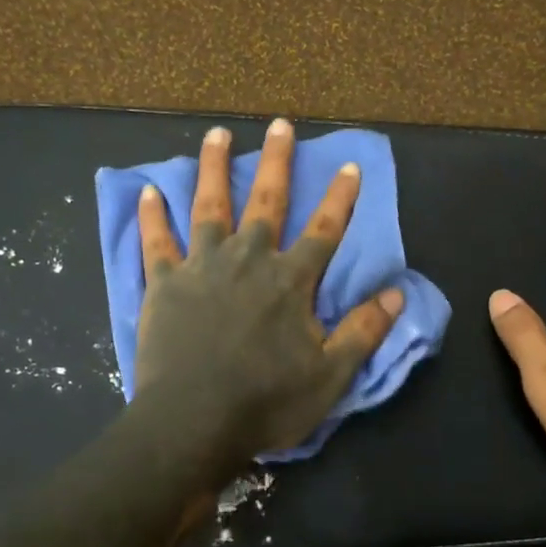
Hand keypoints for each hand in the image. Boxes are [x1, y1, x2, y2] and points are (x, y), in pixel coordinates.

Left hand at [134, 118, 404, 467]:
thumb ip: (364, 331)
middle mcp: (248, 259)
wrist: (193, 423)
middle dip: (276, 161)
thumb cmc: (266, 402)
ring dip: (213, 168)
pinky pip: (157, 243)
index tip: (349, 166)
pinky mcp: (164, 284)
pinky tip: (147, 192)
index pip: (324, 230)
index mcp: (290, 280)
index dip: (340, 198)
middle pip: (266, 201)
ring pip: (209, 206)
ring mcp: (203, 267)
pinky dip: (152, 217)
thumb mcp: (330, 375)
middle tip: (279, 124)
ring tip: (215, 134)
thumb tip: (398, 293)